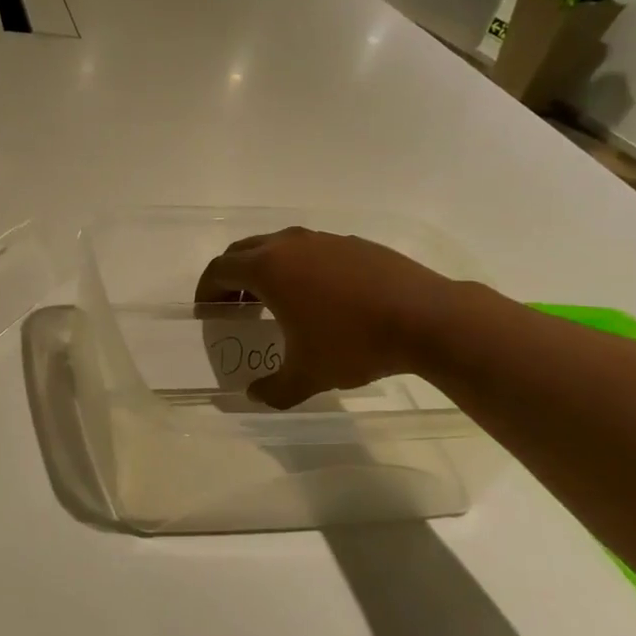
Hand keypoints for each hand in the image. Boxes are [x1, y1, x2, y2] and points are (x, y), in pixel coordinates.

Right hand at [195, 227, 454, 407]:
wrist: (428, 319)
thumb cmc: (354, 343)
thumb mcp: (307, 375)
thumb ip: (273, 388)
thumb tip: (256, 395)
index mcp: (268, 268)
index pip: (220, 270)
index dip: (207, 291)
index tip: (206, 311)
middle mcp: (290, 244)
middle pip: (244, 250)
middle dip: (232, 277)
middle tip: (233, 306)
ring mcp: (325, 239)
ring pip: (279, 246)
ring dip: (265, 269)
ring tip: (273, 301)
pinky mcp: (354, 244)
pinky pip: (312, 250)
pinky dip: (300, 268)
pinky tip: (319, 297)